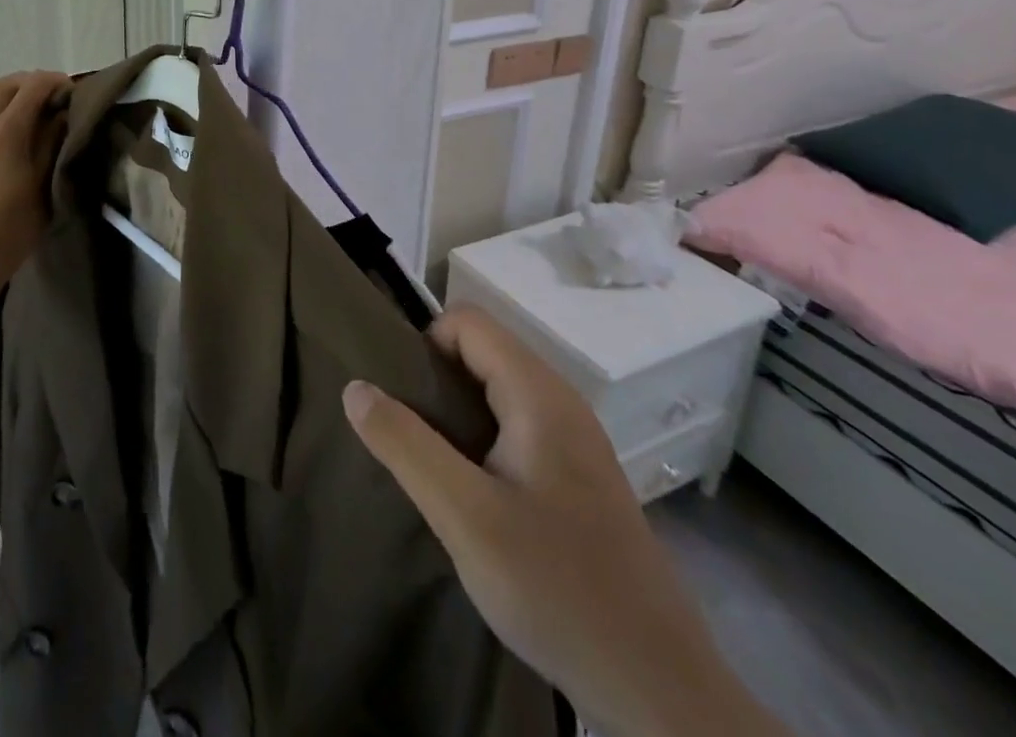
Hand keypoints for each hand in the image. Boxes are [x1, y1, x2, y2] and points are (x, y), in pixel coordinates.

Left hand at [0, 71, 69, 325]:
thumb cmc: (9, 231)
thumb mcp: (43, 189)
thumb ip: (51, 147)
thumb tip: (60, 116)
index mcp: (6, 133)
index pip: (32, 87)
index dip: (54, 81)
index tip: (71, 92)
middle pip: (2, 87)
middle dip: (28, 83)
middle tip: (51, 98)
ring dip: (6, 101)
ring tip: (27, 120)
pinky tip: (4, 150)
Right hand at [343, 305, 787, 736]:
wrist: (661, 692)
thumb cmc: (558, 589)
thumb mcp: (464, 516)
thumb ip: (404, 444)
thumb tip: (354, 387)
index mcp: (539, 396)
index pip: (467, 322)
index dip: (425, 346)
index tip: (400, 399)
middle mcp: (562, 403)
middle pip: (482, 352)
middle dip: (435, 380)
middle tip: (405, 434)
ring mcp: (575, 442)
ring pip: (497, 391)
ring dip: (455, 413)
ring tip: (430, 464)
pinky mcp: (578, 478)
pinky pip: (515, 426)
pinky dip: (481, 439)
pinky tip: (471, 494)